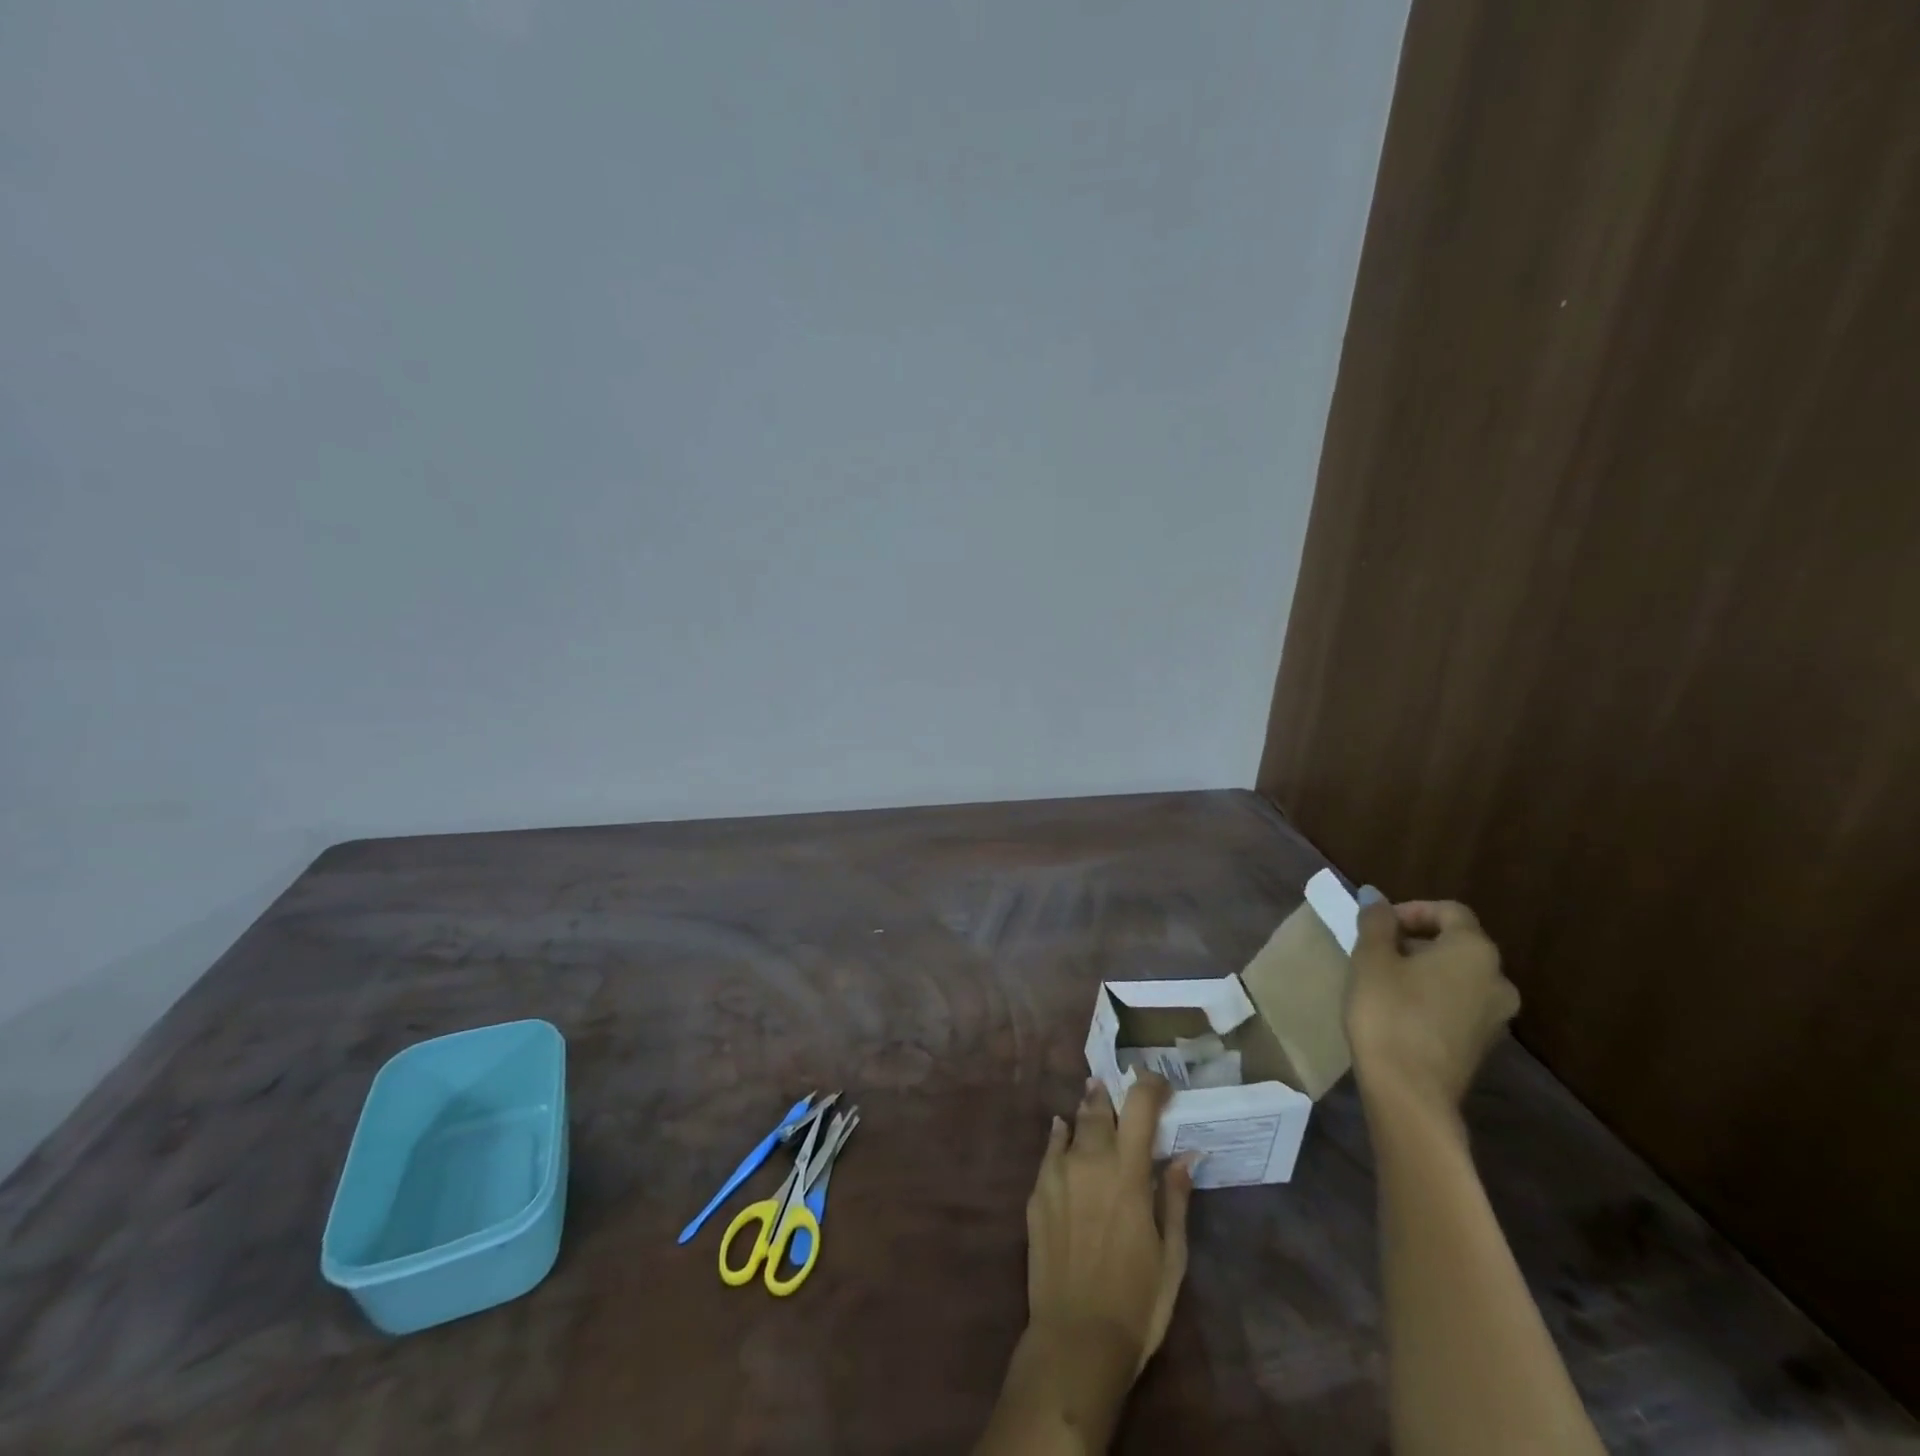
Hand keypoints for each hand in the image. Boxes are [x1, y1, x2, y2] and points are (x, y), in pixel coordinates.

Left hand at [976, 1075, 1194, 1453]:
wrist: (1075, 1337)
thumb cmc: (1136, 1302)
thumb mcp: (1171, 1256)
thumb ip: (1174, 1199)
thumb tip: (1184, 1156)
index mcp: (1127, 1172)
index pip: (1140, 1108)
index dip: (1150, 1086)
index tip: (1160, 1085)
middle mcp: (1090, 1160)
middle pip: (1099, 1107)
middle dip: (1110, 1094)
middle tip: (1116, 1088)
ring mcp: (1058, 1173)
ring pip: (1073, 1124)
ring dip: (1086, 1112)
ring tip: (1093, 1102)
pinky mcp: (1037, 1191)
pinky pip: (1049, 1149)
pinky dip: (1060, 1136)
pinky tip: (1063, 1132)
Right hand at [1345, 894, 1519, 1112]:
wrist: (1409, 1090)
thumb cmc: (1388, 1011)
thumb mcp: (1371, 958)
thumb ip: (1376, 922)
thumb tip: (1375, 897)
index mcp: (1475, 951)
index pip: (1449, 911)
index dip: (1411, 910)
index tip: (1377, 925)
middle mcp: (1498, 979)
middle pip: (1458, 943)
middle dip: (1416, 940)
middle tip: (1375, 951)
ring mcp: (1497, 1016)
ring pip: (1459, 976)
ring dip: (1424, 969)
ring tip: (1384, 980)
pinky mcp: (1483, 1044)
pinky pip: (1459, 1004)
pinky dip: (1433, 997)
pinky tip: (1400, 1010)